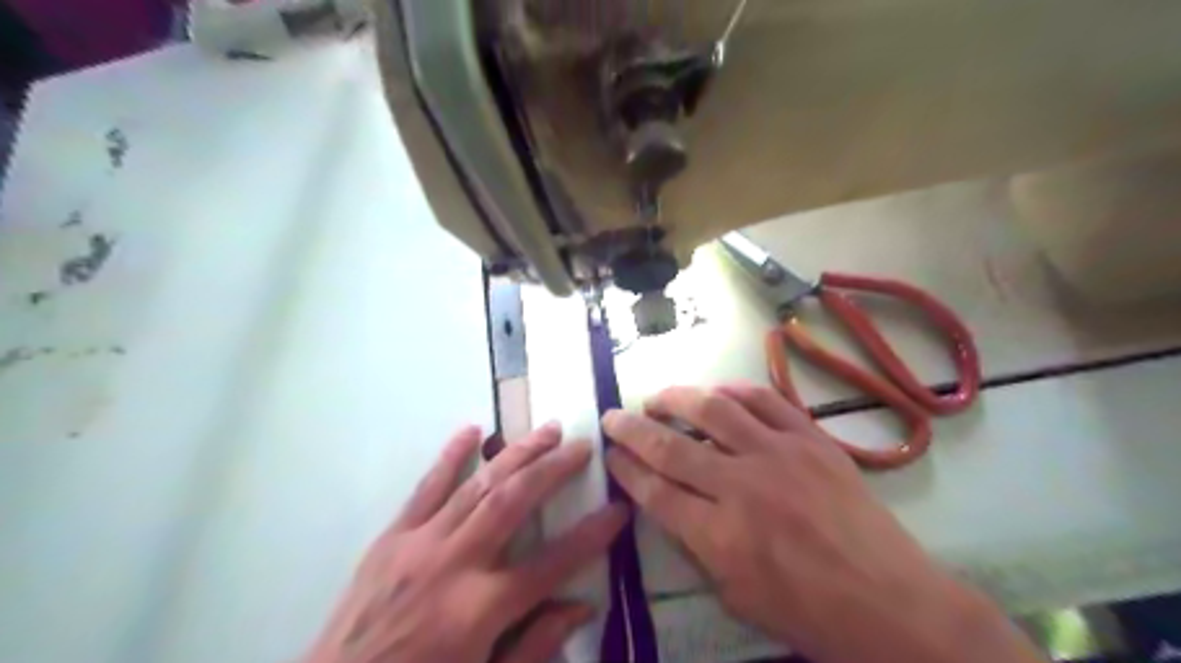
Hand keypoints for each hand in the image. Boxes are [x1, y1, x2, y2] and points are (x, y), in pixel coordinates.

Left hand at [308, 426, 632, 661]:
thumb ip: (534, 646)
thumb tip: (581, 606)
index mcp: (480, 610)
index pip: (552, 563)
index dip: (591, 535)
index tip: (618, 509)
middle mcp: (454, 565)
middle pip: (513, 502)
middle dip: (553, 469)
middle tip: (583, 445)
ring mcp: (419, 544)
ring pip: (477, 484)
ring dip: (516, 452)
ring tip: (546, 429)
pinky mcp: (391, 537)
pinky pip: (425, 487)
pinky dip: (450, 456)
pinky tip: (471, 430)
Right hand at [601, 383, 1040, 662]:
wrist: (891, 603)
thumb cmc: (809, 613)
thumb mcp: (736, 595)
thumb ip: (697, 545)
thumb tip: (673, 504)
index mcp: (719, 535)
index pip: (654, 490)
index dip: (626, 468)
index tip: (610, 453)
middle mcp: (741, 486)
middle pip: (670, 446)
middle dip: (632, 429)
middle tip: (613, 417)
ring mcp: (779, 455)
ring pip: (713, 410)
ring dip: (676, 398)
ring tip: (657, 397)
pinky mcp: (811, 439)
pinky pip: (765, 401)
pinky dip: (734, 391)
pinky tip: (716, 392)